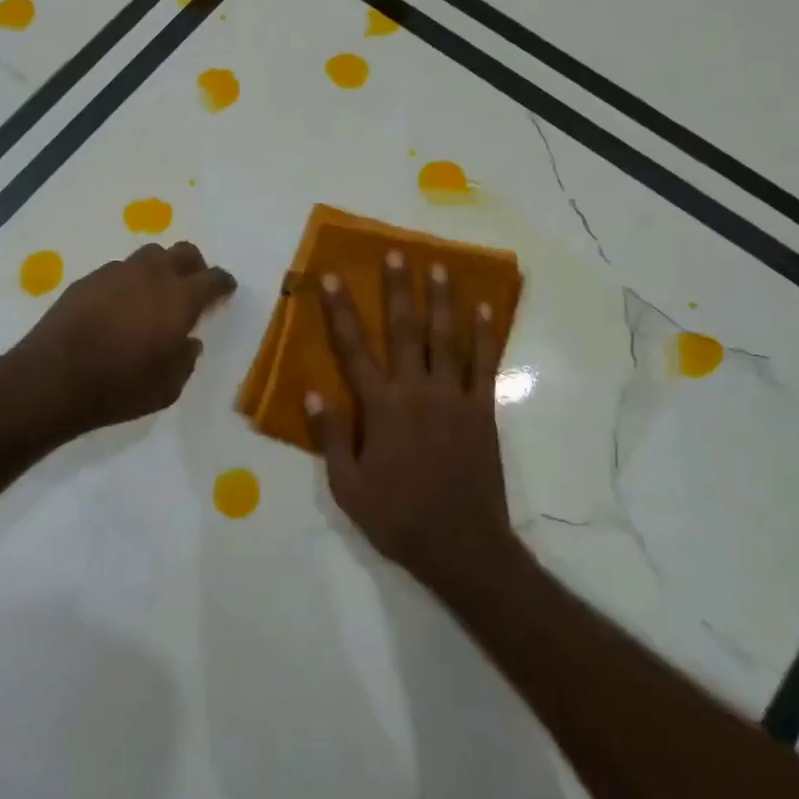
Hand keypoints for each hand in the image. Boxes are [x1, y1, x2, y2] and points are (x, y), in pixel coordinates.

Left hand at [11, 242, 235, 438]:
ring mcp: (117, 272)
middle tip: (193, 288)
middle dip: (195, 267)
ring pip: (150, 255)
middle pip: (184, 252)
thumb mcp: (168, 388)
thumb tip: (188, 342)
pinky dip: (129, 281)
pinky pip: (119, 270)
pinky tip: (120, 305)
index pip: (213, 278)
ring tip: (155, 294)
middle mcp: (152, 275)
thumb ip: (185, 360)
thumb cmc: (119, 387)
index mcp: (180, 298)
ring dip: (160, 269)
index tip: (225, 291)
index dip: (223, 283)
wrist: (53, 379)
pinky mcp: (88, 279)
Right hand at [305, 250, 520, 593]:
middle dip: (398, 289)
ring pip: (447, 338)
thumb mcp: (348, 487)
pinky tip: (486, 308)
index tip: (333, 278)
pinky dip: (486, 334)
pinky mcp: (482, 410)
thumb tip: (312, 392)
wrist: (462, 546)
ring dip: (442, 300)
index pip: (354, 349)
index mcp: (381, 408)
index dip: (341, 311)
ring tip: (439, 266)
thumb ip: (331, 436)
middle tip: (396, 253)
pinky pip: (485, 364)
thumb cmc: (398, 518)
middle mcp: (417, 391)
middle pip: (405, 330)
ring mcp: (454, 398)